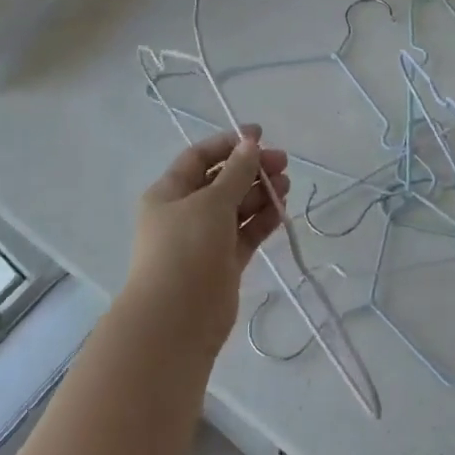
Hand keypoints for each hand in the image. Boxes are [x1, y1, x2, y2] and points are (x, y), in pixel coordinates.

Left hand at [124, 126, 289, 352]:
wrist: (177, 319)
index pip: (199, 158)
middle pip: (222, 182)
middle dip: (251, 169)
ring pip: (237, 208)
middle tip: (283, 163)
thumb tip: (250, 143)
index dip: (229, 144)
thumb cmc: (186, 249)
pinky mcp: (224, 264)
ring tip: (286, 185)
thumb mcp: (211, 202)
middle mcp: (185, 213)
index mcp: (169, 192)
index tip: (261, 135)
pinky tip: (282, 208)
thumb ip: (236, 172)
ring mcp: (205, 240)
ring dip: (260, 193)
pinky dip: (262, 220)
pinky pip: (246, 233)